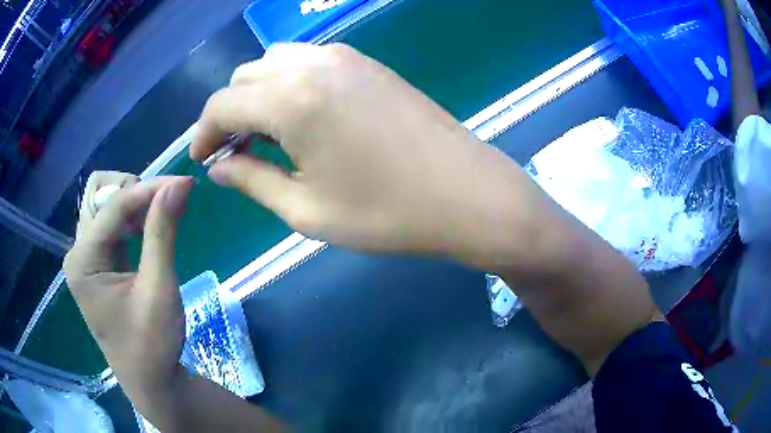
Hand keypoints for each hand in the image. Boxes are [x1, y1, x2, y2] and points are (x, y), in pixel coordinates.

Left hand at [64, 172, 192, 417]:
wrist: (150, 380)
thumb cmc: (152, 344)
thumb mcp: (159, 289)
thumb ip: (163, 232)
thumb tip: (179, 183)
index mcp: (83, 261)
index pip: (114, 206)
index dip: (149, 189)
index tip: (185, 183)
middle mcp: (78, 252)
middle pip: (99, 194)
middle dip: (133, 191)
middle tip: (164, 206)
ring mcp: (85, 258)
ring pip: (104, 205)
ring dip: (132, 203)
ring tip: (159, 217)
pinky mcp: (96, 264)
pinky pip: (110, 224)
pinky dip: (130, 218)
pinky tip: (147, 230)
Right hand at [192, 43, 541, 267]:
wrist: (467, 195)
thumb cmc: (386, 213)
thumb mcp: (305, 209)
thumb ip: (251, 180)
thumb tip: (218, 167)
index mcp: (291, 99)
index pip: (222, 104)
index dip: (203, 132)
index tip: (201, 159)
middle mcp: (313, 64)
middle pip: (245, 76)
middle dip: (229, 112)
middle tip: (234, 152)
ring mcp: (346, 58)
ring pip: (276, 63)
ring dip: (258, 94)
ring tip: (264, 136)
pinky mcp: (368, 64)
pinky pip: (309, 62)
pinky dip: (288, 84)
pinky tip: (299, 117)